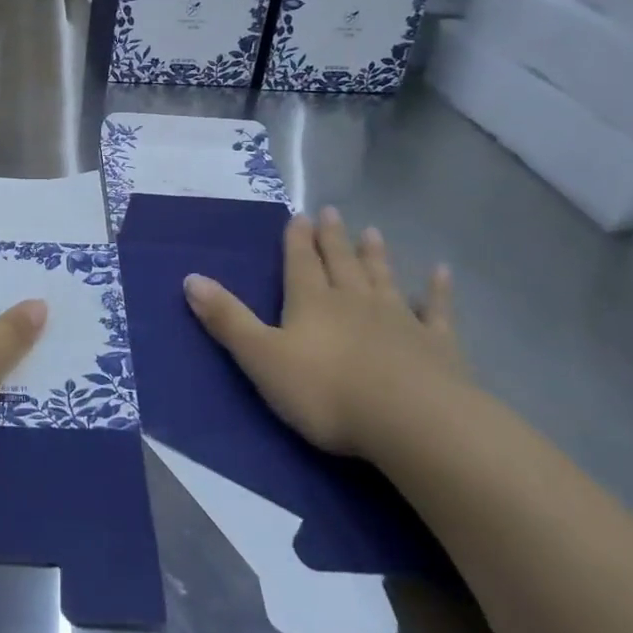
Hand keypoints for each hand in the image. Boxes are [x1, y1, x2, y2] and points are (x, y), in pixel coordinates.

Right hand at [184, 208, 467, 459]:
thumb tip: (191, 278)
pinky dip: (437, 291)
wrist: (411, 420)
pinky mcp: (437, 346)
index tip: (299, 214)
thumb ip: (228, 320)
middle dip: (334, 239)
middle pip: (341, 263)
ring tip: (373, 232)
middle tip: (333, 212)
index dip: (297, 240)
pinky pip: (436, 311)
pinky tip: (441, 273)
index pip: (301, 263)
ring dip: (376, 256)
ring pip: (383, 279)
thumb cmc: (326, 392)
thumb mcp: (262, 358)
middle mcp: (354, 301)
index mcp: (312, 303)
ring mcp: (399, 320)